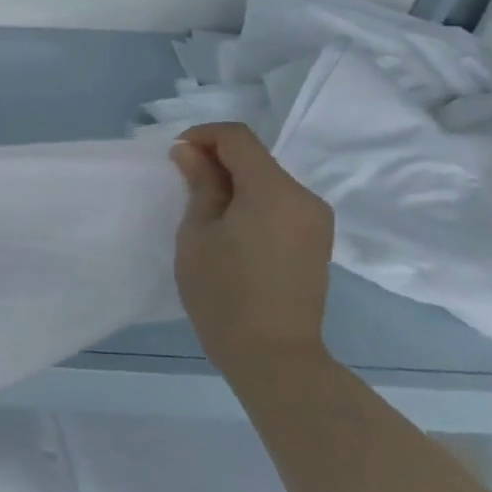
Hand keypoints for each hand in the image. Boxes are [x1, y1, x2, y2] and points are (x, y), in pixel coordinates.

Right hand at [170, 122, 333, 376]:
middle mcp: (304, 197)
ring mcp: (315, 220)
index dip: (202, 136)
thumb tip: (190, 152)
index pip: (238, 138)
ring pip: (268, 180)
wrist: (274, 355)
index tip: (175, 156)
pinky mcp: (316, 240)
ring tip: (204, 207)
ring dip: (234, 181)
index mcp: (274, 190)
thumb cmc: (224, 292)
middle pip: (256, 157)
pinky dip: (252, 200)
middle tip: (183, 182)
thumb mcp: (197, 233)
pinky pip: (280, 203)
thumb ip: (199, 185)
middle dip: (217, 159)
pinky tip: (231, 227)